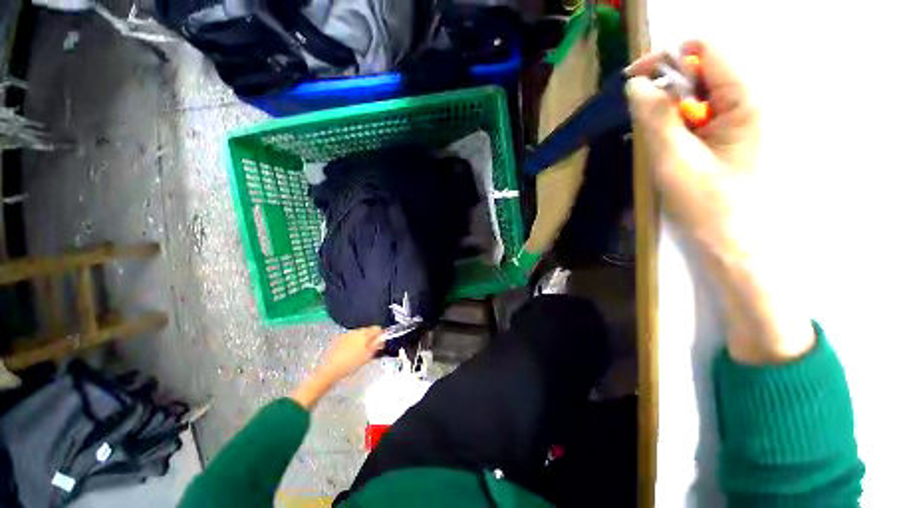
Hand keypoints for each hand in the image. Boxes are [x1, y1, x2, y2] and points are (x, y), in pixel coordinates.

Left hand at [292, 326, 382, 408]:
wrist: (330, 370)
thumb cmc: (351, 364)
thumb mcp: (367, 356)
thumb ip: (376, 345)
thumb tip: (382, 338)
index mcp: (364, 334)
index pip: (376, 328)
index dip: (381, 334)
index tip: (381, 342)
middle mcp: (355, 331)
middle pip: (367, 330)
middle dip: (371, 337)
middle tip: (371, 348)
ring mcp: (346, 334)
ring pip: (358, 334)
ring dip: (361, 339)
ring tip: (360, 351)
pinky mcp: (338, 339)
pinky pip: (350, 337)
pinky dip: (352, 342)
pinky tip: (350, 352)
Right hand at [626, 41, 813, 363]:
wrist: (736, 246)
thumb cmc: (708, 206)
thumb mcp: (674, 161)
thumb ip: (655, 118)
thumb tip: (636, 85)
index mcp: (748, 99)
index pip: (706, 49)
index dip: (666, 58)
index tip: (632, 83)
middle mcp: (753, 100)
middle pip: (704, 70)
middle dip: (668, 90)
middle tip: (645, 123)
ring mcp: (747, 118)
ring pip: (701, 94)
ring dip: (673, 112)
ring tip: (662, 145)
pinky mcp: (738, 134)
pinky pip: (705, 114)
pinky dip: (682, 125)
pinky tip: (674, 150)